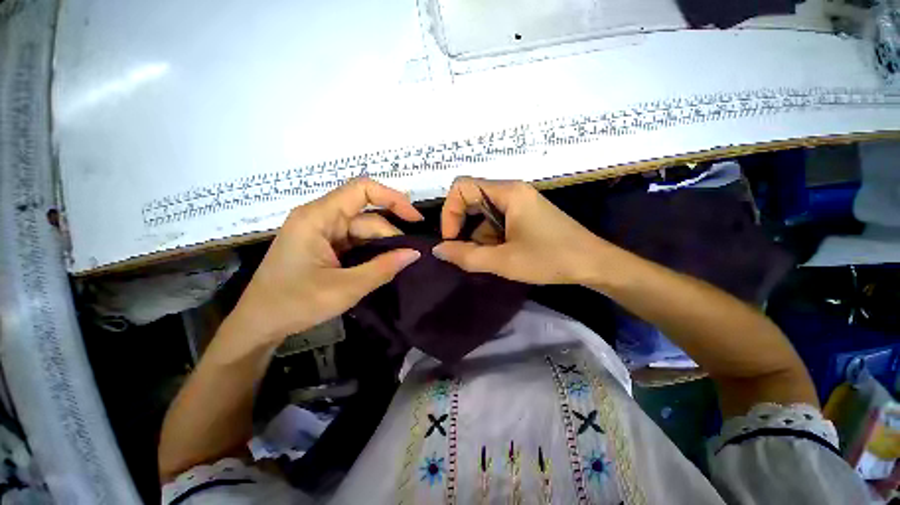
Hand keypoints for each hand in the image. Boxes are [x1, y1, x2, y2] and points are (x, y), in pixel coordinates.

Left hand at [227, 178, 422, 345]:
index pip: (361, 189)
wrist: (259, 321)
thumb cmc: (295, 303)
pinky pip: (343, 242)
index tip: (415, 220)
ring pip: (353, 229)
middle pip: (360, 212)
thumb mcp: (342, 289)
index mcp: (317, 216)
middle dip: (386, 232)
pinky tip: (378, 266)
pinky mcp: (312, 246)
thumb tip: (414, 254)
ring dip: (375, 245)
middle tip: (410, 257)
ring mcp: (313, 232)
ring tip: (398, 265)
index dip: (392, 198)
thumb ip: (381, 269)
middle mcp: (315, 217)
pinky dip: (361, 253)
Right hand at [433, 177, 611, 284]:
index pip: (461, 187)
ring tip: (494, 260)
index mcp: (508, 192)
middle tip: (469, 253)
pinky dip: (496, 237)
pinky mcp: (530, 214)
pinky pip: (501, 219)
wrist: (592, 263)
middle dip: (465, 227)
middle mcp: (514, 190)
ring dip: (482, 236)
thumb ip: (467, 256)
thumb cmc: (549, 258)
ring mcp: (523, 202)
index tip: (453, 241)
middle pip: (473, 198)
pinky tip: (506, 257)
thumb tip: (438, 250)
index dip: (450, 212)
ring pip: (487, 212)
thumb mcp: (504, 261)